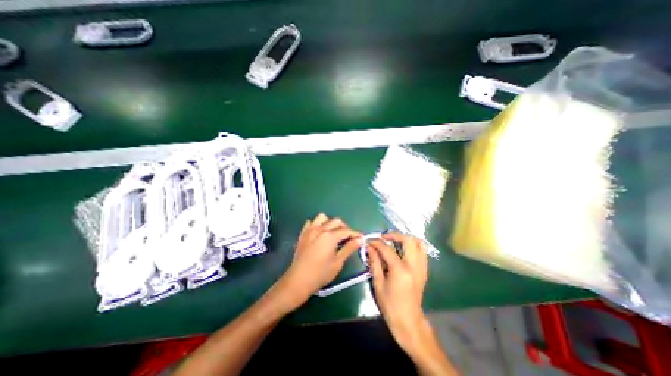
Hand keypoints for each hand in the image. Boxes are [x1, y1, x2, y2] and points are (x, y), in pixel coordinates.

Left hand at [277, 214, 364, 310]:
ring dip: (330, 223)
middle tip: (348, 238)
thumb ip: (349, 248)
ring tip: (333, 234)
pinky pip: (311, 223)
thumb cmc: (320, 274)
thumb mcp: (338, 262)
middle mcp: (320, 229)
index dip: (355, 234)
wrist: (298, 280)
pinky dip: (317, 225)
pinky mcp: (303, 234)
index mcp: (329, 236)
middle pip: (336, 221)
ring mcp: (310, 230)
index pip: (346, 231)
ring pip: (322, 218)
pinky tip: (319, 234)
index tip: (362, 238)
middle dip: (345, 228)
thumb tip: (360, 239)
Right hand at [369, 231, 426, 350]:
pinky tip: (403, 250)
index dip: (377, 243)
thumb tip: (369, 247)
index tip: (369, 241)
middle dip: (395, 235)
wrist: (409, 321)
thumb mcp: (378, 283)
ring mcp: (421, 268)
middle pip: (408, 240)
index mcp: (400, 270)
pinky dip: (413, 246)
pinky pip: (422, 252)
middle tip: (384, 237)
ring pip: (419, 244)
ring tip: (394, 241)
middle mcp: (414, 265)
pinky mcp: (424, 271)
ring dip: (406, 239)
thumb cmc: (390, 305)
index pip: (387, 249)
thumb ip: (374, 262)